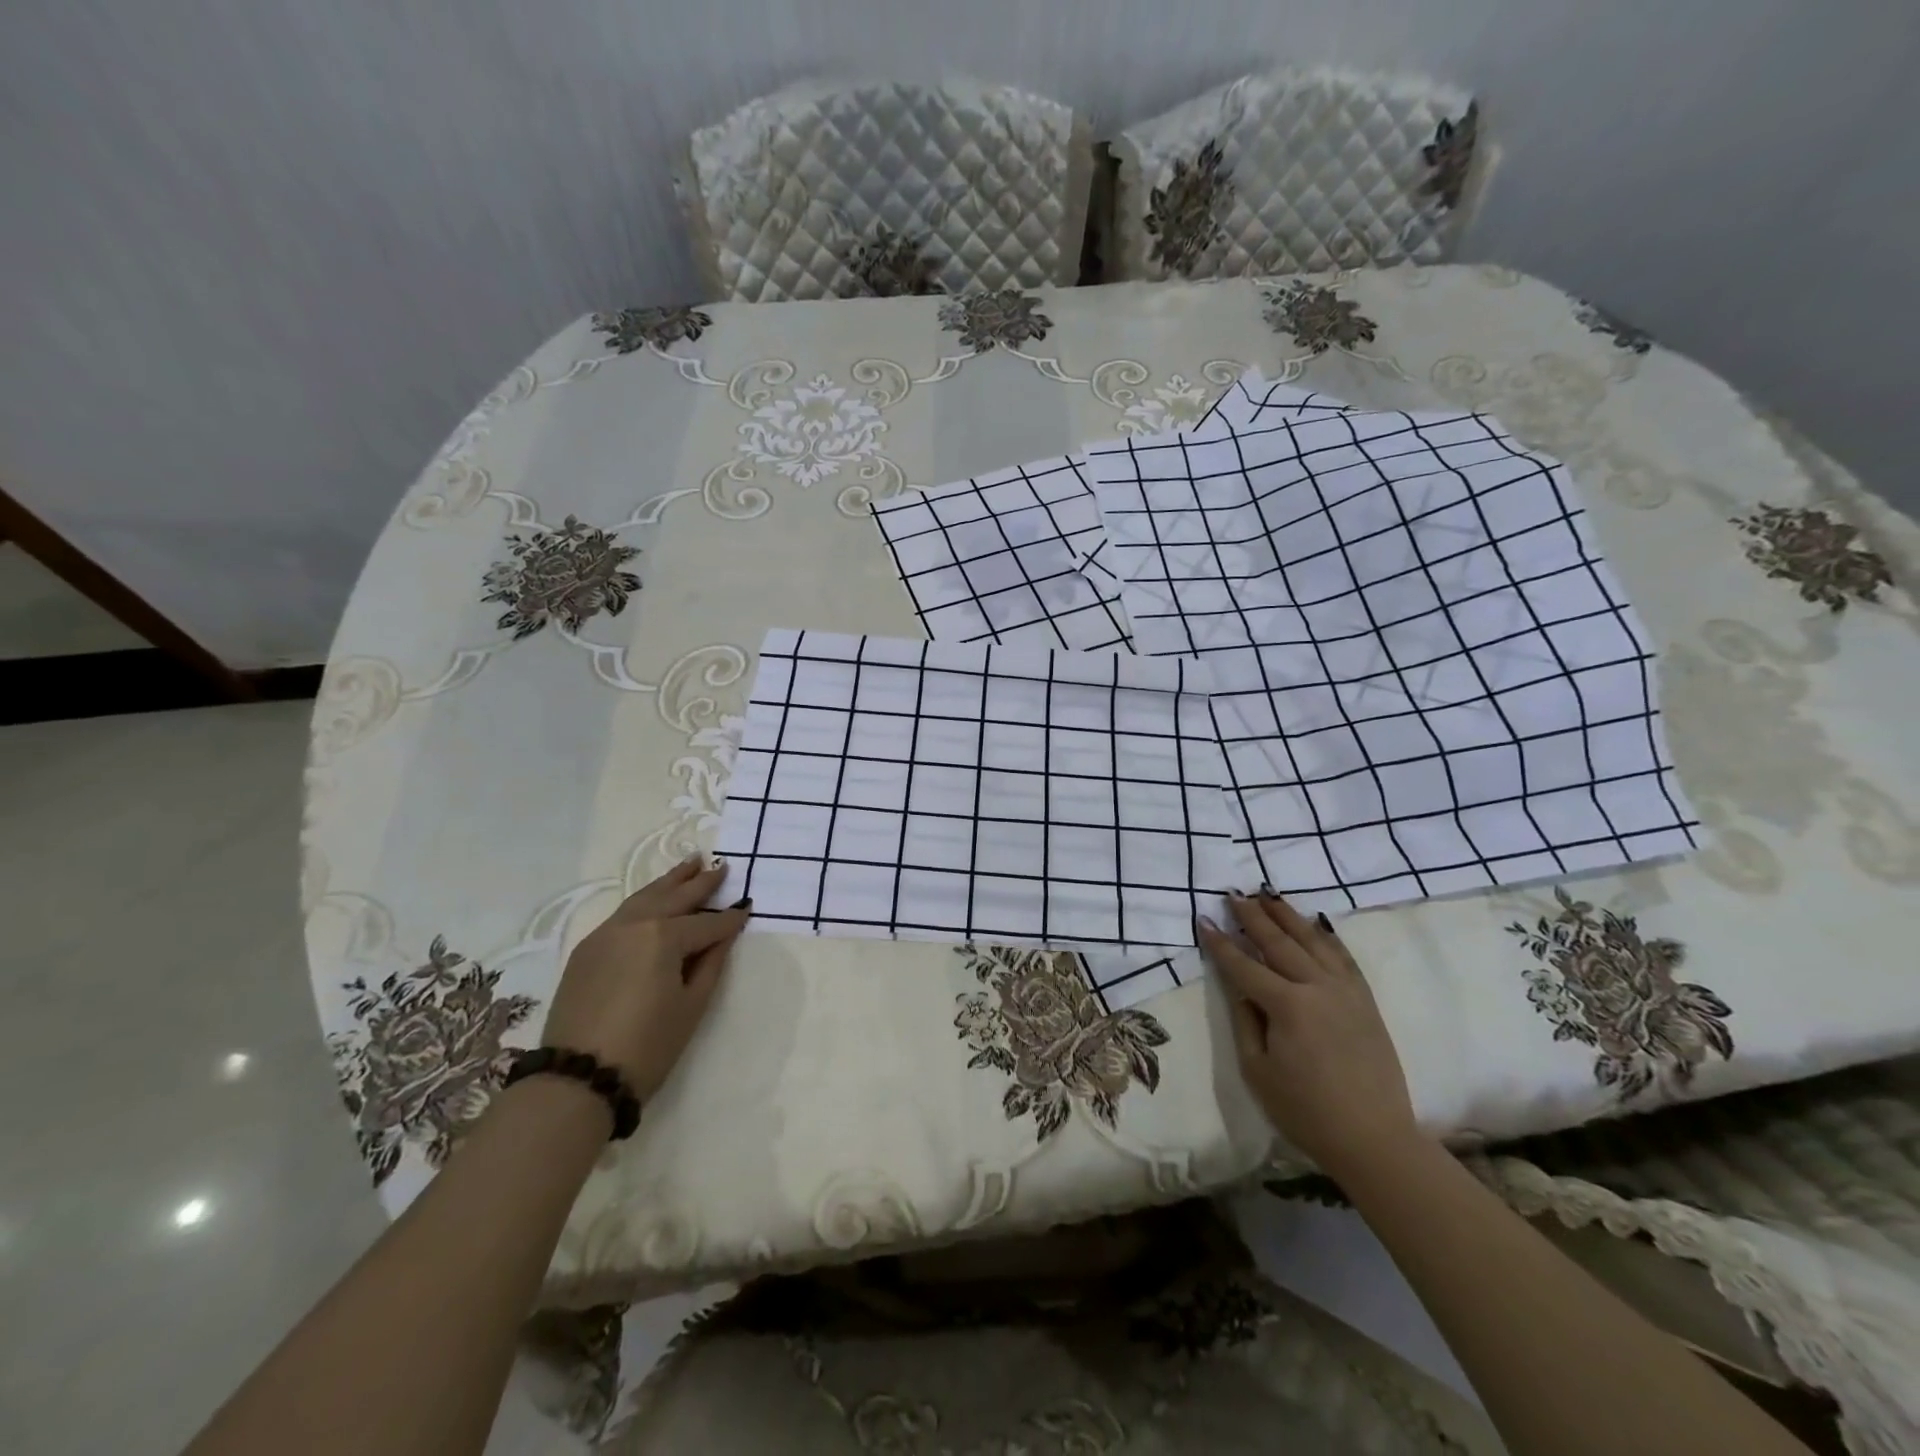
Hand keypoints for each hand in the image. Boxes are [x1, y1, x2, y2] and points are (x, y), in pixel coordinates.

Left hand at [539, 857, 748, 1099]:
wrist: (578, 1079)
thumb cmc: (647, 1045)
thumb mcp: (691, 1005)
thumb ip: (711, 962)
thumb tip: (724, 934)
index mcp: (664, 936)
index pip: (707, 923)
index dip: (730, 920)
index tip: (748, 908)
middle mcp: (634, 924)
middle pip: (674, 897)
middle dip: (701, 884)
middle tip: (721, 866)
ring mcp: (606, 933)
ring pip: (645, 896)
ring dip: (670, 881)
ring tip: (689, 864)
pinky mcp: (588, 949)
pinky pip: (624, 913)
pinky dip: (645, 899)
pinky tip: (655, 898)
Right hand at [1198, 892, 1419, 1180]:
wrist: (1374, 1139)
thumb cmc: (1305, 1110)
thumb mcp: (1257, 1070)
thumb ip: (1245, 1020)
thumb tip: (1239, 985)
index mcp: (1287, 1006)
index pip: (1244, 965)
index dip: (1221, 942)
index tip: (1204, 919)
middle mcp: (1318, 987)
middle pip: (1279, 942)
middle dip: (1252, 917)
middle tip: (1233, 894)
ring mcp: (1346, 991)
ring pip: (1312, 941)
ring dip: (1287, 916)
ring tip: (1268, 895)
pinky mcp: (1365, 1000)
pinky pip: (1343, 957)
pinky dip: (1326, 936)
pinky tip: (1314, 923)